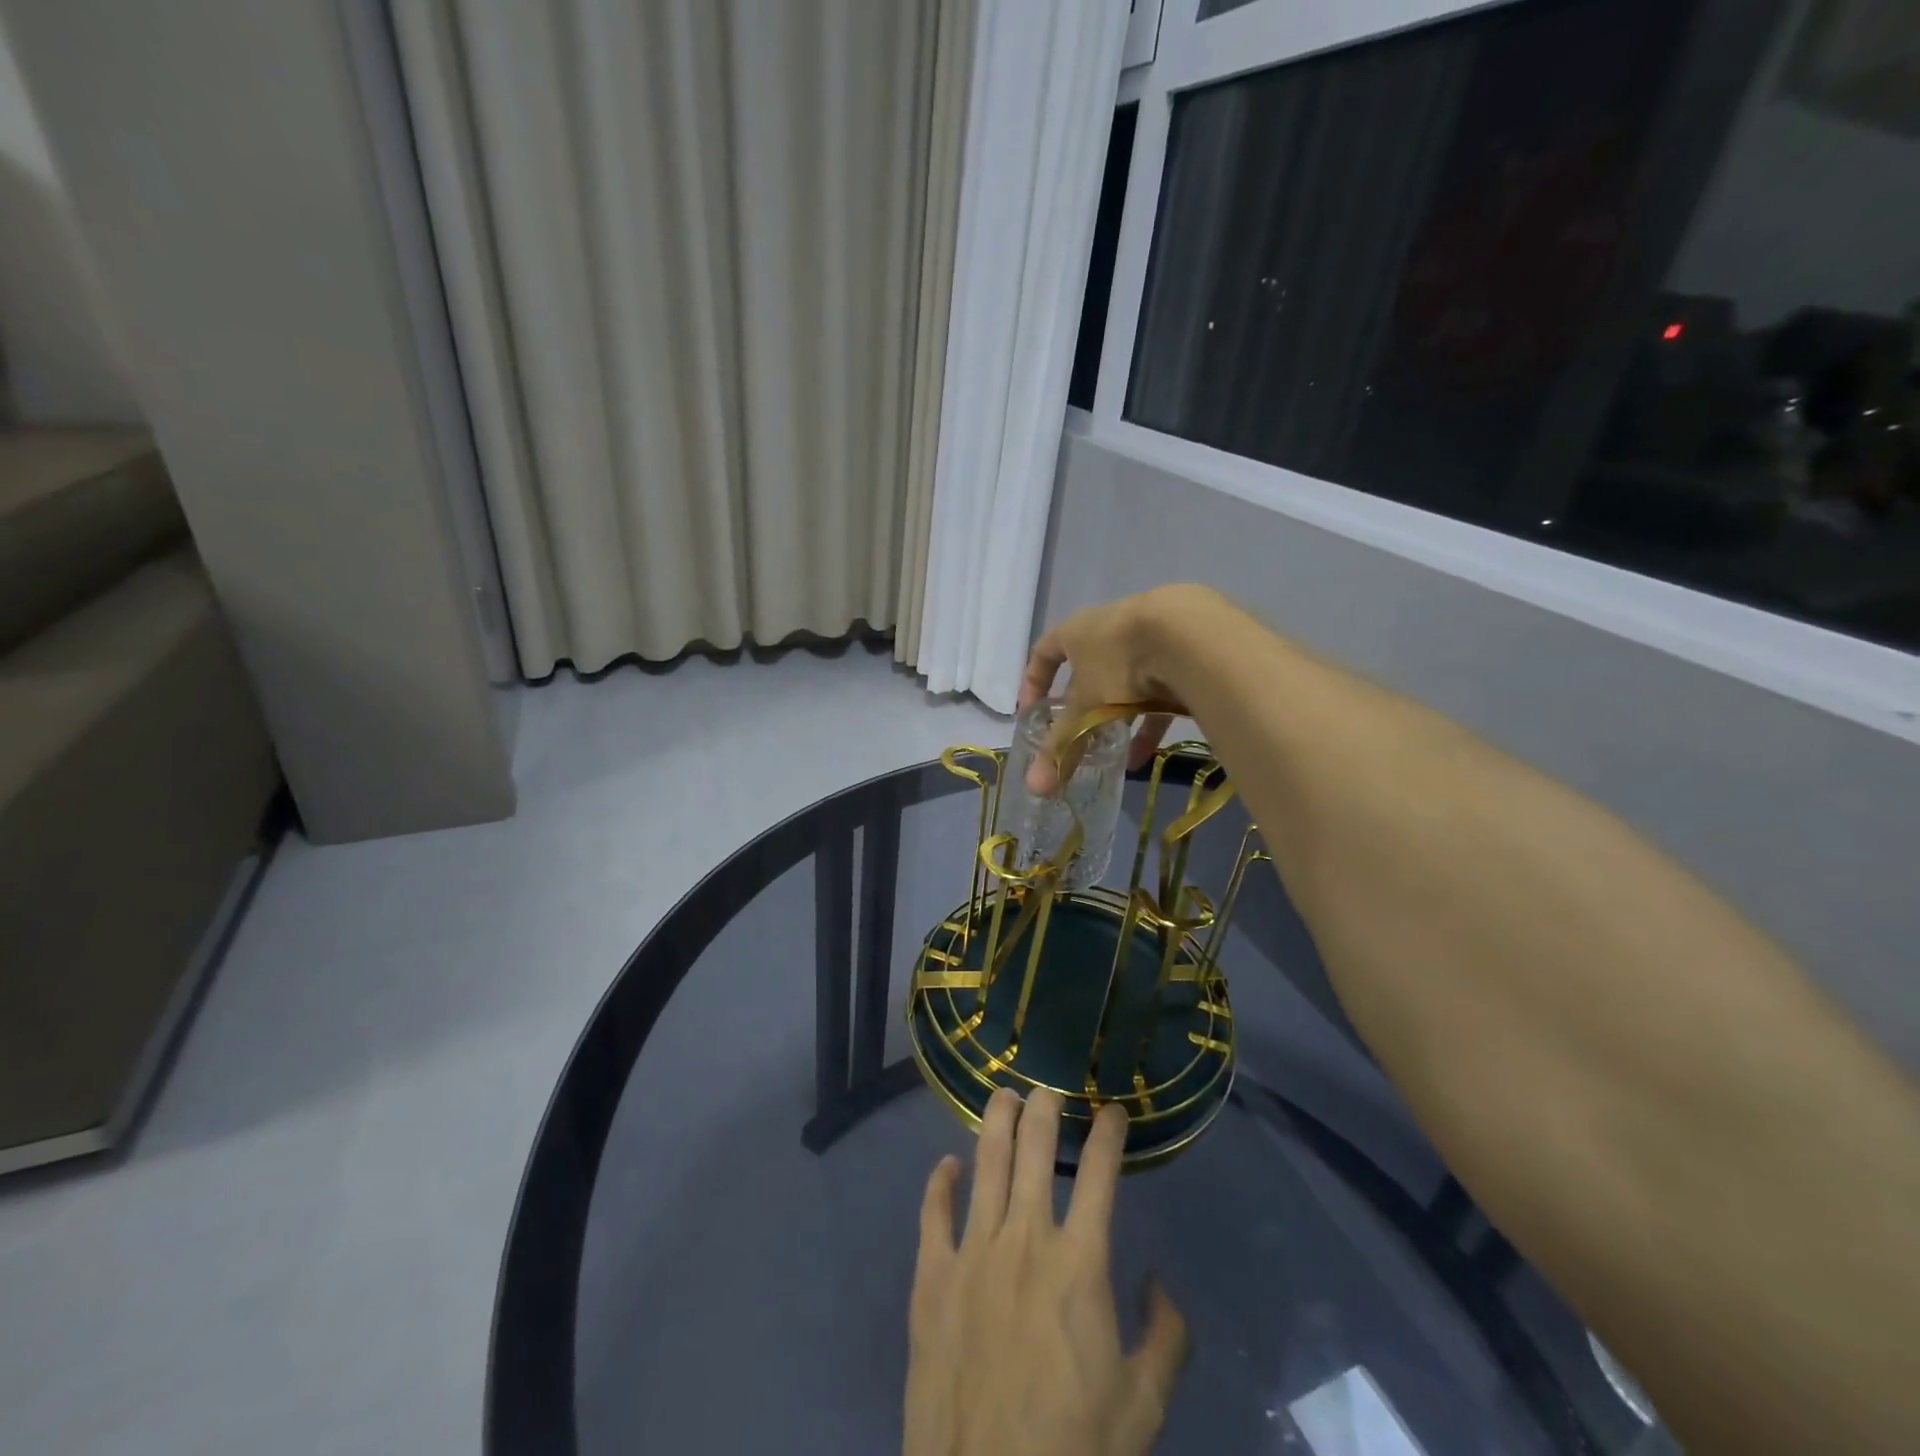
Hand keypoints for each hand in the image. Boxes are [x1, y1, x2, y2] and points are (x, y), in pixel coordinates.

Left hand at [904, 1089, 1187, 1455]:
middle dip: (1044, 1108)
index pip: (1099, 1173)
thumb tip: (1161, 1284)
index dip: (1108, 1133)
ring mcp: (972, 1252)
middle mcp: (1024, 1239)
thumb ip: (1164, 1338)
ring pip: (985, 1163)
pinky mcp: (931, 1276)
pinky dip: (940, 1181)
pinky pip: (933, 1212)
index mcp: (1079, 1263)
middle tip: (1049, 1089)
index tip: (1113, 1109)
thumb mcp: (1143, 1407)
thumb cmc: (1073, 1450)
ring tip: (1004, 1095)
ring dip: (996, 1122)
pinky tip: (948, 1164)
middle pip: (1034, 1149)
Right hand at [1019, 585, 1219, 793]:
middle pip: (1088, 672)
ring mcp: (1148, 639)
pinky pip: (1158, 693)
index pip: (1044, 652)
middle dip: (1082, 710)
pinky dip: (1148, 723)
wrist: (1192, 635)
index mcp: (1077, 631)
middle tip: (1078, 741)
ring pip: (1125, 685)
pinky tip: (1145, 756)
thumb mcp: (1085, 707)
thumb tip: (1035, 788)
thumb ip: (1062, 745)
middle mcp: (1110, 629)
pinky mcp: (1181, 654)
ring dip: (1117, 721)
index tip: (1031, 713)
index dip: (1033, 683)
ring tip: (1112, 756)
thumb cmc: (1119, 662)